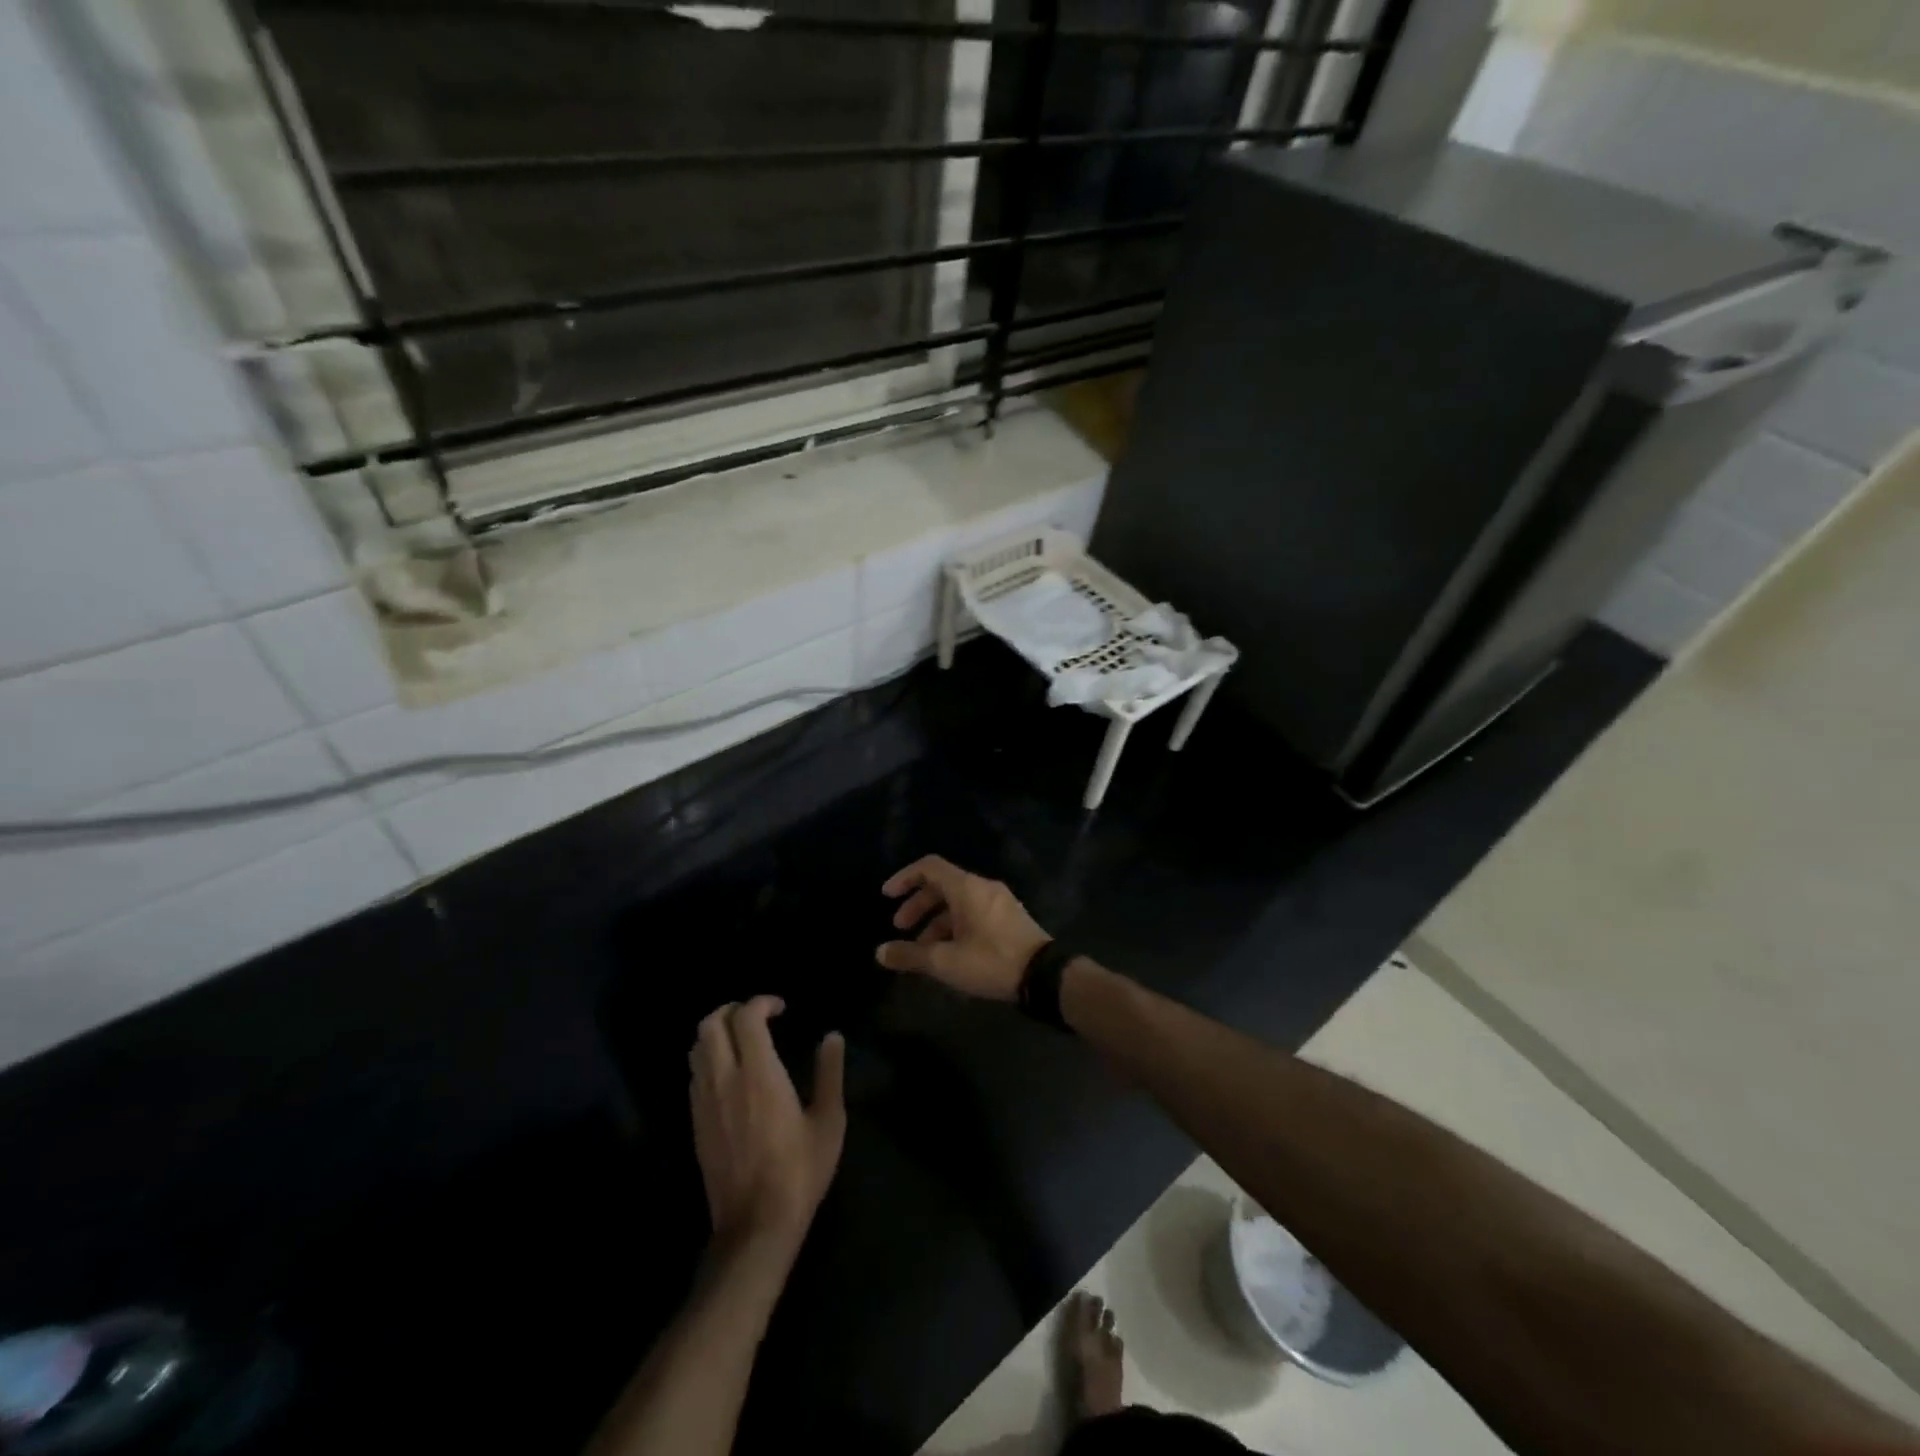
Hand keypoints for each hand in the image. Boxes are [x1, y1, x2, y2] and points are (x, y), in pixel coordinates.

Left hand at [689, 997, 845, 1254]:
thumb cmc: (799, 1171)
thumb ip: (829, 1073)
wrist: (756, 1226)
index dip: (761, 1002)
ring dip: (716, 1032)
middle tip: (757, 1017)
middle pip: (710, 1024)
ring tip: (742, 1040)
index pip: (745, 1017)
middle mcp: (725, 1080)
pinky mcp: (696, 1123)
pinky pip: (694, 1074)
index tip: (781, 1008)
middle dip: (731, 1009)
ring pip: (697, 1048)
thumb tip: (832, 1037)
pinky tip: (730, 1073)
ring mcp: (705, 1102)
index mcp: (758, 1074)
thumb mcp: (828, 1121)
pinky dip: (709, 1059)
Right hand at [875, 855, 1051, 1000]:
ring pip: (958, 901)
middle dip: (918, 904)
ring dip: (935, 919)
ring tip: (922, 948)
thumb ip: (910, 955)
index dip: (904, 877)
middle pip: (942, 885)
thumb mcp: (945, 962)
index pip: (929, 867)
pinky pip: (973, 911)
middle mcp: (983, 887)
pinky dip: (954, 924)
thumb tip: (879, 953)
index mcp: (966, 888)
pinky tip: (949, 951)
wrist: (1044, 976)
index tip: (887, 895)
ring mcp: (999, 901)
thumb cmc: (991, 961)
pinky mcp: (1009, 917)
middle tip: (900, 927)